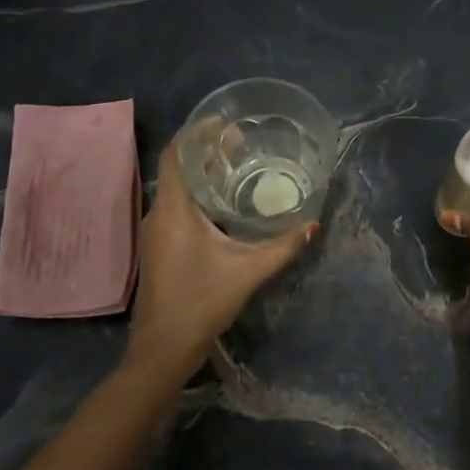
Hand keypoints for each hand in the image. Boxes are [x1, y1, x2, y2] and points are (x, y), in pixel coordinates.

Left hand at [129, 132, 317, 373]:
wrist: (163, 347)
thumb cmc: (201, 302)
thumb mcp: (248, 272)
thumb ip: (283, 247)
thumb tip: (314, 225)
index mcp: (175, 211)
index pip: (176, 155)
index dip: (196, 133)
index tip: (223, 122)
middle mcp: (159, 214)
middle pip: (177, 168)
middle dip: (204, 150)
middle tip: (239, 142)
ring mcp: (156, 231)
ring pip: (176, 188)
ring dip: (200, 172)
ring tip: (234, 164)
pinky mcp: (159, 246)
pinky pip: (176, 205)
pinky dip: (197, 193)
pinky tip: (222, 202)